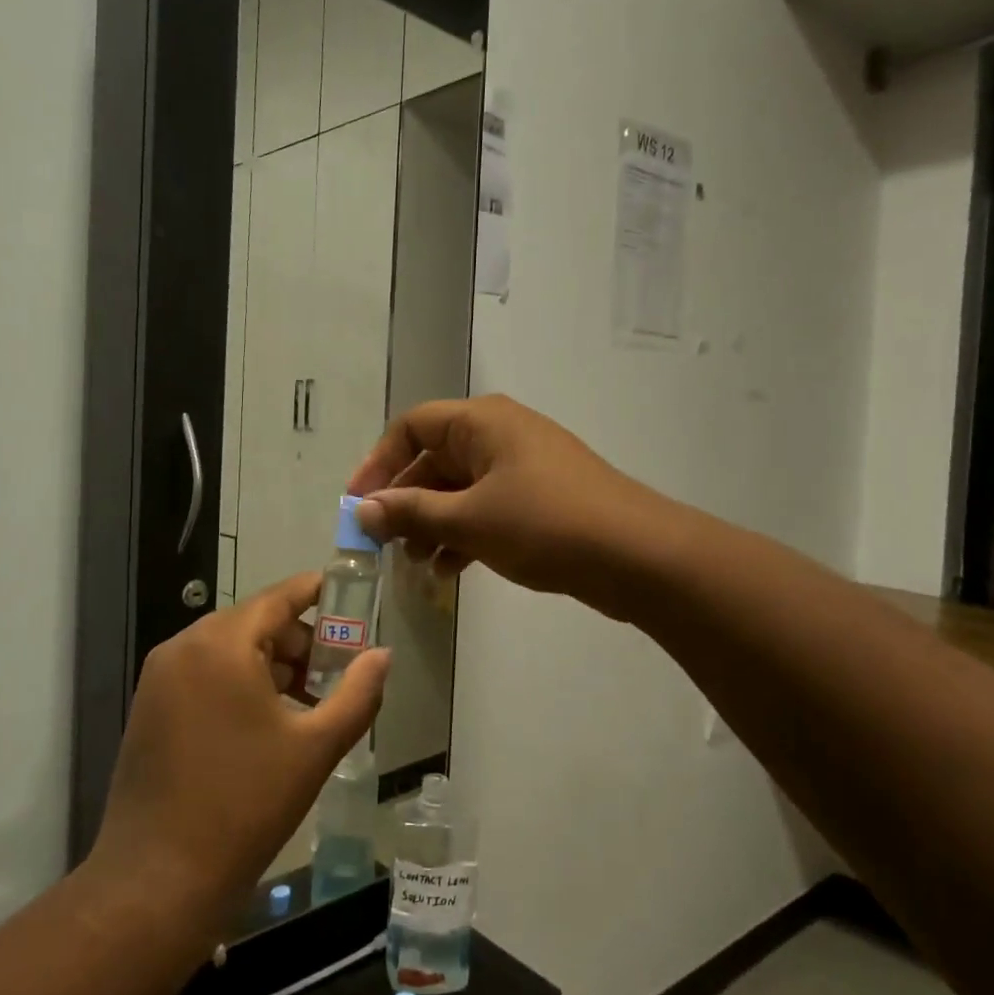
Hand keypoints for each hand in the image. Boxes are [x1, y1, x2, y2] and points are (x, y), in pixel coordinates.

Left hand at [90, 574, 391, 930]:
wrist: (158, 880)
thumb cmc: (246, 805)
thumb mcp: (315, 747)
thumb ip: (358, 694)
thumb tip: (382, 655)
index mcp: (221, 645)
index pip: (278, 598)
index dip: (316, 592)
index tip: (350, 593)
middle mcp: (184, 647)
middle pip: (255, 623)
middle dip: (301, 642)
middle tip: (339, 673)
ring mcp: (160, 678)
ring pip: (230, 650)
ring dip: (273, 665)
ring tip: (311, 703)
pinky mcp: (150, 708)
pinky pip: (206, 675)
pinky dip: (241, 683)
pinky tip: (269, 722)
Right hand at [347, 395, 658, 613]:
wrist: (635, 555)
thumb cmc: (545, 524)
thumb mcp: (469, 519)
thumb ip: (412, 512)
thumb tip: (364, 510)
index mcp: (481, 422)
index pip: (411, 426)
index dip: (379, 463)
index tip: (358, 506)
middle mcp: (498, 435)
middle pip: (433, 460)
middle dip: (405, 503)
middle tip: (382, 545)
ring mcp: (521, 468)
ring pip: (458, 490)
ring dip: (431, 525)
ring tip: (414, 566)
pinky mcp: (537, 500)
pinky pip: (484, 509)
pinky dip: (462, 535)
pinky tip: (448, 572)